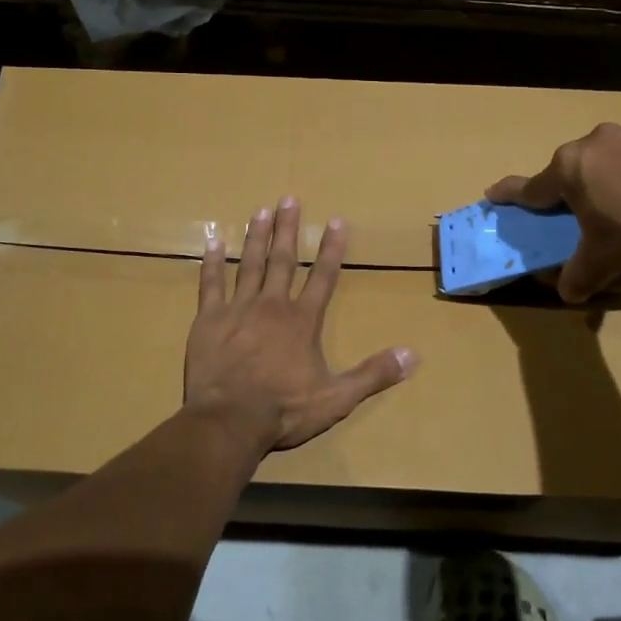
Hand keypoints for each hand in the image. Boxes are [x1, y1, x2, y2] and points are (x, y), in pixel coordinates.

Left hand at [184, 197, 416, 453]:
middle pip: (282, 260)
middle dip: (288, 228)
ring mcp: (238, 309)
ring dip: (256, 236)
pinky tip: (213, 240)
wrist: (229, 421)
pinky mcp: (209, 320)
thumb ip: (373, 374)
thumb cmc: (284, 410)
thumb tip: (412, 355)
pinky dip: (212, 262)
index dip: (332, 249)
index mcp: (302, 321)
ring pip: (249, 264)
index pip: (323, 277)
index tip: (336, 220)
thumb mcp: (337, 398)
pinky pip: (210, 284)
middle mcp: (271, 306)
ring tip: (260, 211)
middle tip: (289, 199)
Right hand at [486, 120, 620, 303]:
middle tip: (599, 209)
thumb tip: (568, 294)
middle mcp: (599, 141)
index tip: (494, 192)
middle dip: (585, 182)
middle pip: (581, 164)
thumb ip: (579, 276)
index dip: (512, 193)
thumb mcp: (602, 262)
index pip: (532, 186)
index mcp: (571, 169)